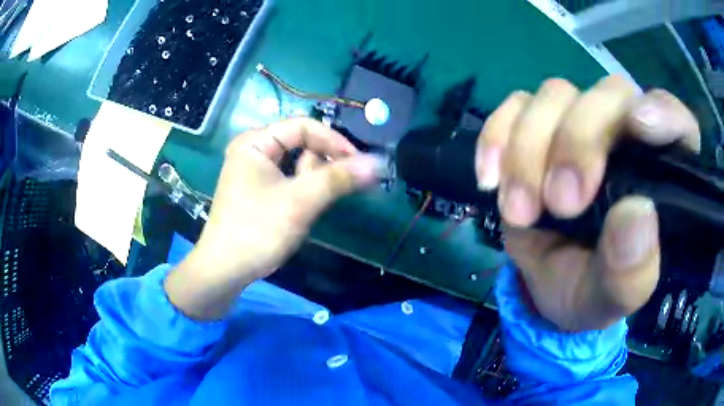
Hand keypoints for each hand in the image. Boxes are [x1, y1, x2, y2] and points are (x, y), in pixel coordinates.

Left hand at [165, 118, 382, 319]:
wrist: (226, 270)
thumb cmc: (257, 230)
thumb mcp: (299, 202)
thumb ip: (338, 179)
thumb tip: (378, 163)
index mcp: (255, 142)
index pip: (303, 127)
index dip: (333, 141)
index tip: (359, 163)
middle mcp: (253, 150)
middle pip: (300, 143)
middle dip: (322, 164)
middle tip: (335, 188)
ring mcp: (255, 171)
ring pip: (297, 163)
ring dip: (314, 180)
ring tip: (312, 204)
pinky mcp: (259, 190)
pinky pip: (289, 179)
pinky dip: (303, 189)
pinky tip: (303, 209)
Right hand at [476, 76, 699, 330]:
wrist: (548, 288)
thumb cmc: (593, 291)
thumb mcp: (615, 297)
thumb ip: (632, 270)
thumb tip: (636, 213)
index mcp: (661, 172)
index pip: (675, 120)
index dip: (661, 112)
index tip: (639, 128)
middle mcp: (624, 134)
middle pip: (608, 95)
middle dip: (579, 142)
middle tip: (561, 203)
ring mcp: (578, 125)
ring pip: (556, 95)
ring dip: (530, 148)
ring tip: (520, 211)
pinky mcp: (537, 128)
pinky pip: (514, 106)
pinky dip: (497, 136)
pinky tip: (491, 179)